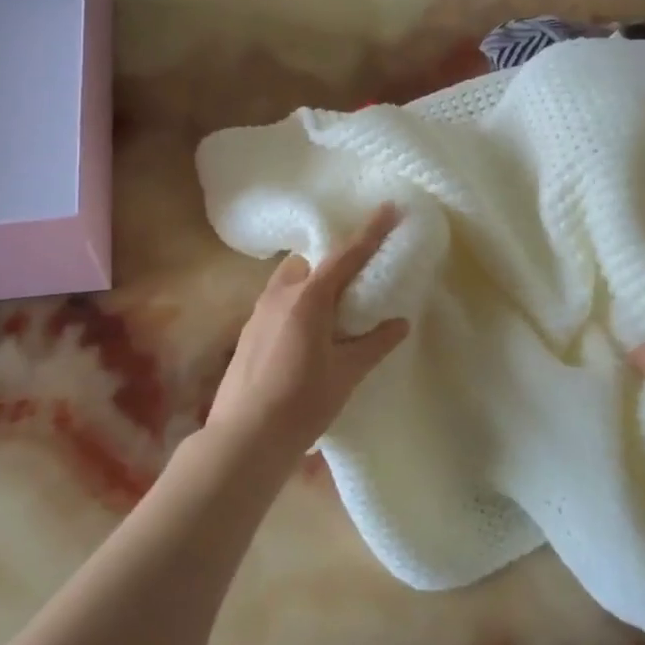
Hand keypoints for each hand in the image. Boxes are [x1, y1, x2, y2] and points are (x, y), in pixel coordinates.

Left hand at [205, 204, 410, 460]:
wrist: (244, 438)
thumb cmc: (302, 403)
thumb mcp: (347, 374)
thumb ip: (375, 344)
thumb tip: (400, 323)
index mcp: (308, 298)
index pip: (345, 255)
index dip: (370, 231)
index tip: (389, 206)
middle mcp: (279, 295)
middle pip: (310, 262)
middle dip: (334, 259)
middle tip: (359, 272)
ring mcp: (258, 312)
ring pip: (291, 280)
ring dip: (314, 281)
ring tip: (335, 305)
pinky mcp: (249, 332)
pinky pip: (279, 300)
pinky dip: (299, 301)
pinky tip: (309, 330)